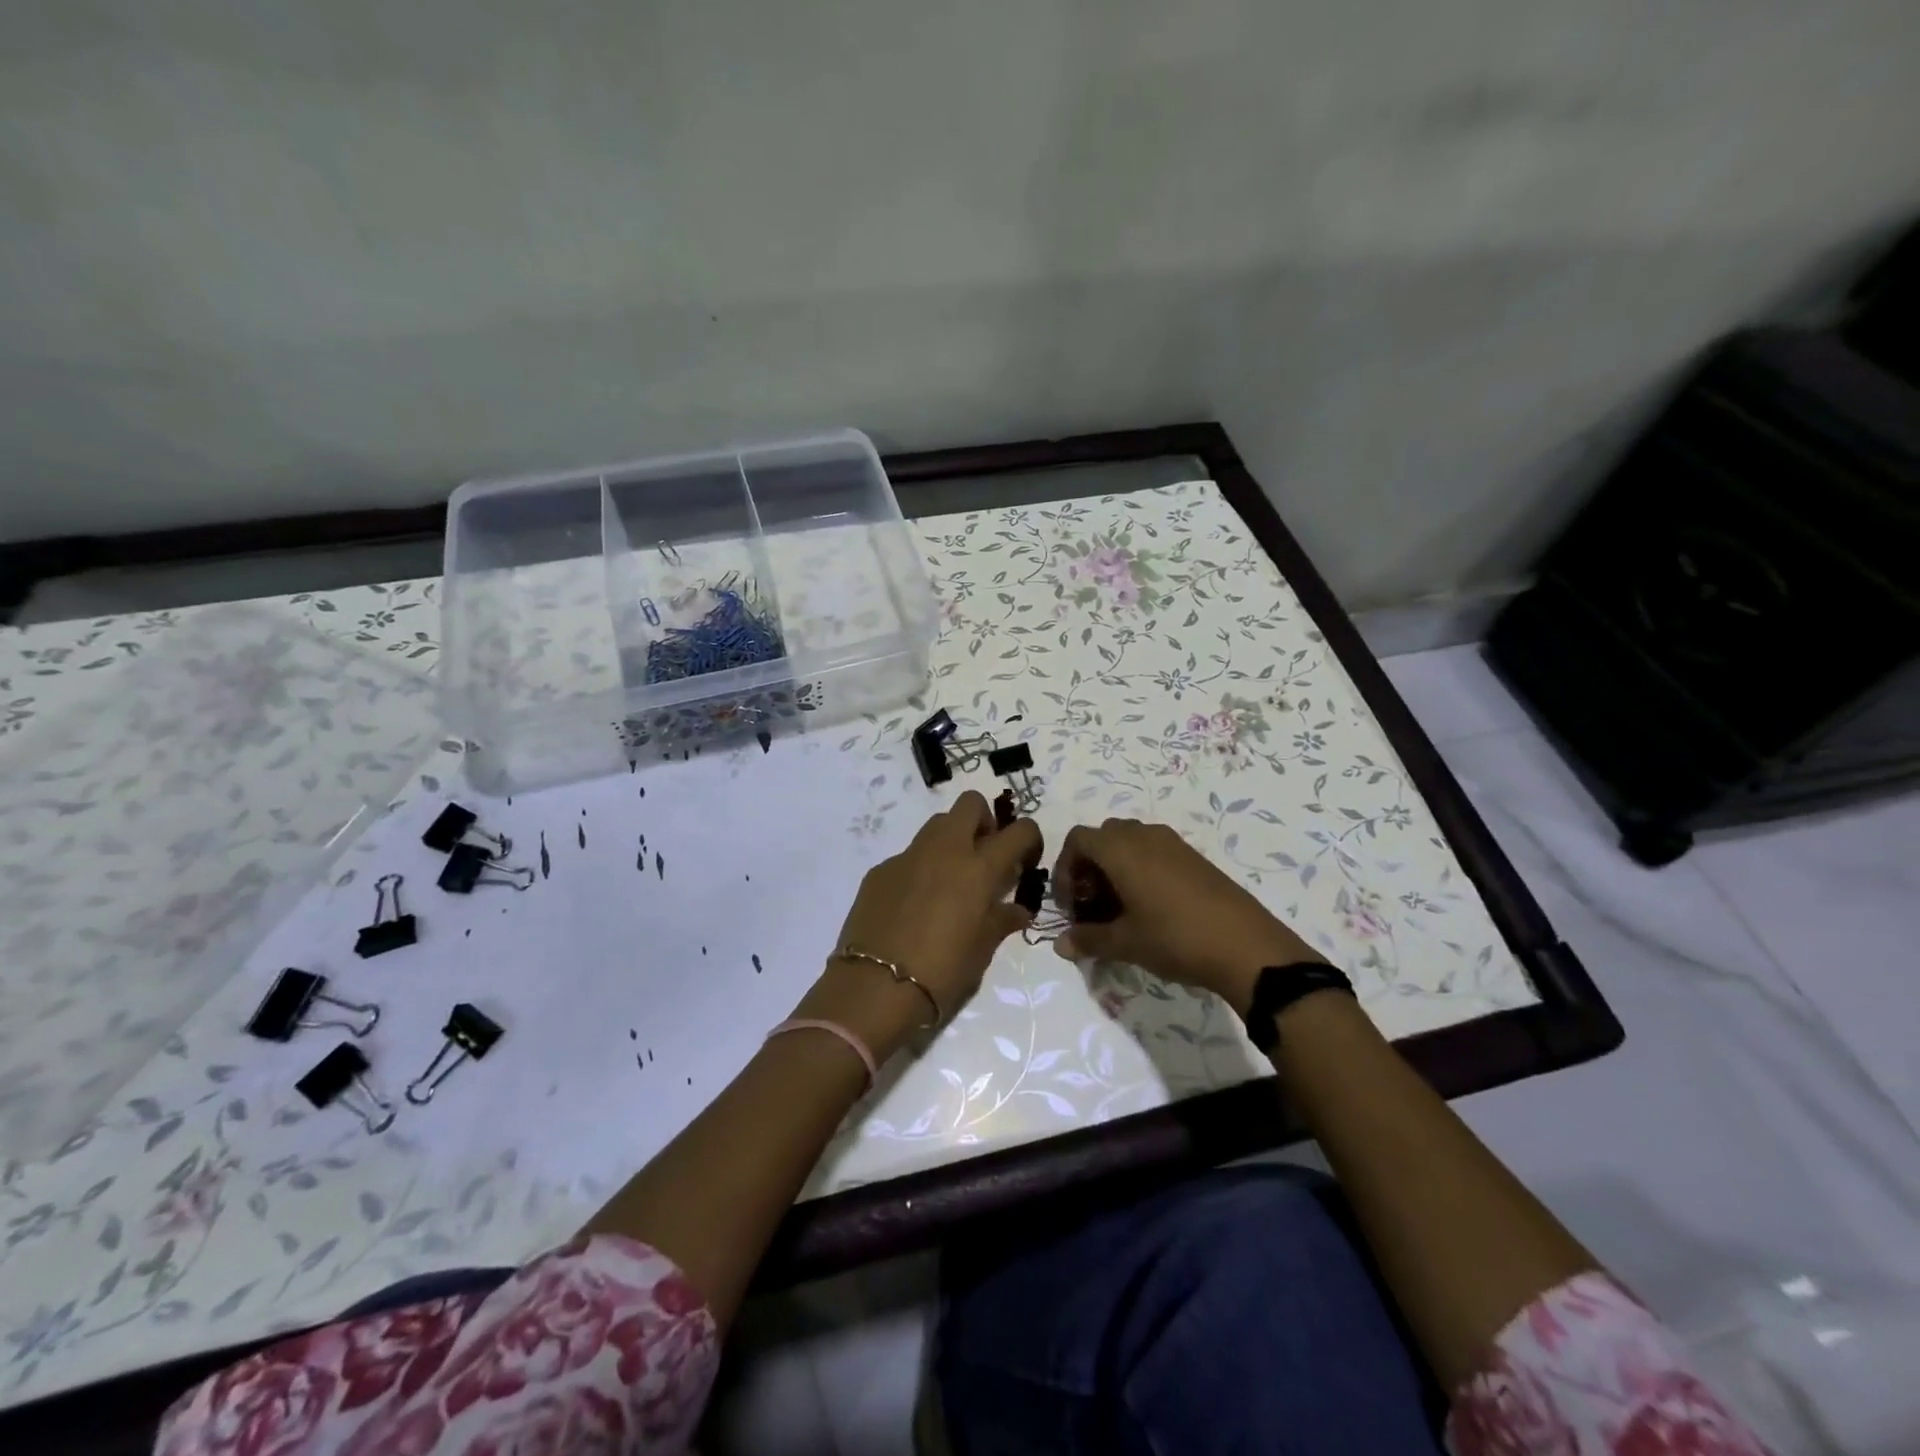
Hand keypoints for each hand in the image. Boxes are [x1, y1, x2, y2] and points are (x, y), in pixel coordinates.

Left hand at [799, 792, 1041, 1058]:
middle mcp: (944, 851)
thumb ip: (1001, 921)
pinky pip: (908, 857)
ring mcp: (907, 857)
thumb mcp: (981, 951)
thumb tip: (1017, 910)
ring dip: (951, 840)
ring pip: (937, 825)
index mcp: (978, 869)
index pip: (1018, 830)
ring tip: (951, 881)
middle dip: (984, 821)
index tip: (1025, 860)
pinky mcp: (880, 871)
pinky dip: (920, 869)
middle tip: (984, 857)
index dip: (1029, 838)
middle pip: (970, 804)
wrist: (874, 987)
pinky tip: (914, 904)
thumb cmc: (941, 972)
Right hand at [1053, 819, 1322, 1015]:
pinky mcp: (1194, 857)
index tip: (1070, 906)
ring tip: (1120, 909)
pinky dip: (1140, 870)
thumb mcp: (1125, 943)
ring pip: (1130, 843)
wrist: (1246, 946)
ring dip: (1115, 869)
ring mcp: (1172, 843)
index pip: (1077, 840)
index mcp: (1121, 849)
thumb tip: (1060, 945)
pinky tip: (1150, 908)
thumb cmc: (1174, 938)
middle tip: (1092, 906)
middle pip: (1103, 838)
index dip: (1065, 870)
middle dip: (1089, 868)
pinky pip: (1154, 851)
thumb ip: (1088, 939)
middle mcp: (1144, 836)